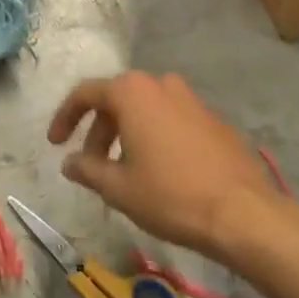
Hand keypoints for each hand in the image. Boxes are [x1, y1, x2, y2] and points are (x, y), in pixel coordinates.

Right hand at [48, 72, 298, 262]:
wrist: (244, 213)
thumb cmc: (171, 196)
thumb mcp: (118, 188)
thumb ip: (87, 170)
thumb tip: (69, 162)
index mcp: (132, 92)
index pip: (85, 94)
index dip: (65, 117)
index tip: (55, 143)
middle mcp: (160, 84)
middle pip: (117, 100)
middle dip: (98, 132)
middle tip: (90, 166)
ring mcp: (191, 99)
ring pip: (146, 110)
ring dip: (127, 134)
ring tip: (124, 171)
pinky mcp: (213, 119)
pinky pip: (172, 120)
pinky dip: (156, 138)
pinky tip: (159, 171)